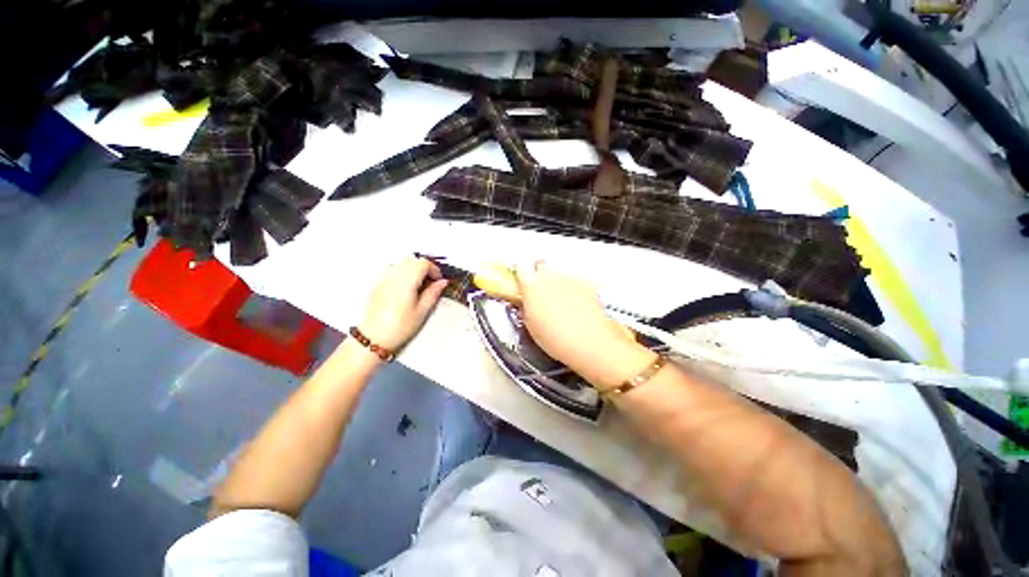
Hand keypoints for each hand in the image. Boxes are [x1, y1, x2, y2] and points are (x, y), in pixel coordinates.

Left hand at [360, 257, 448, 351]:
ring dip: (413, 268)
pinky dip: (403, 272)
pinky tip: (406, 287)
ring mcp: (384, 279)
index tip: (439, 280)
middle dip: (424, 267)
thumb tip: (442, 282)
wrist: (373, 338)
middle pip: (412, 260)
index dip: (434, 269)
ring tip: (419, 284)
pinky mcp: (378, 284)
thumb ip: (433, 293)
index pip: (423, 264)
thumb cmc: (399, 327)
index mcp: (406, 282)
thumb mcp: (422, 311)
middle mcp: (394, 276)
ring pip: (401, 262)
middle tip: (431, 281)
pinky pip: (393, 269)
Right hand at [515, 262, 640, 371]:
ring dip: (557, 284)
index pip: (522, 268)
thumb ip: (526, 307)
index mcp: (532, 286)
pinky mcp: (586, 284)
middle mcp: (550, 277)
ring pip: (559, 275)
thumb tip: (526, 302)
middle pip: (541, 266)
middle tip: (541, 292)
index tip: (524, 283)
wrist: (588, 342)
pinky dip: (573, 290)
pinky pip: (575, 282)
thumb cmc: (555, 338)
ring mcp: (570, 279)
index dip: (523, 274)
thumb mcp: (530, 325)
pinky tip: (576, 306)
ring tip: (561, 305)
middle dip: (540, 275)